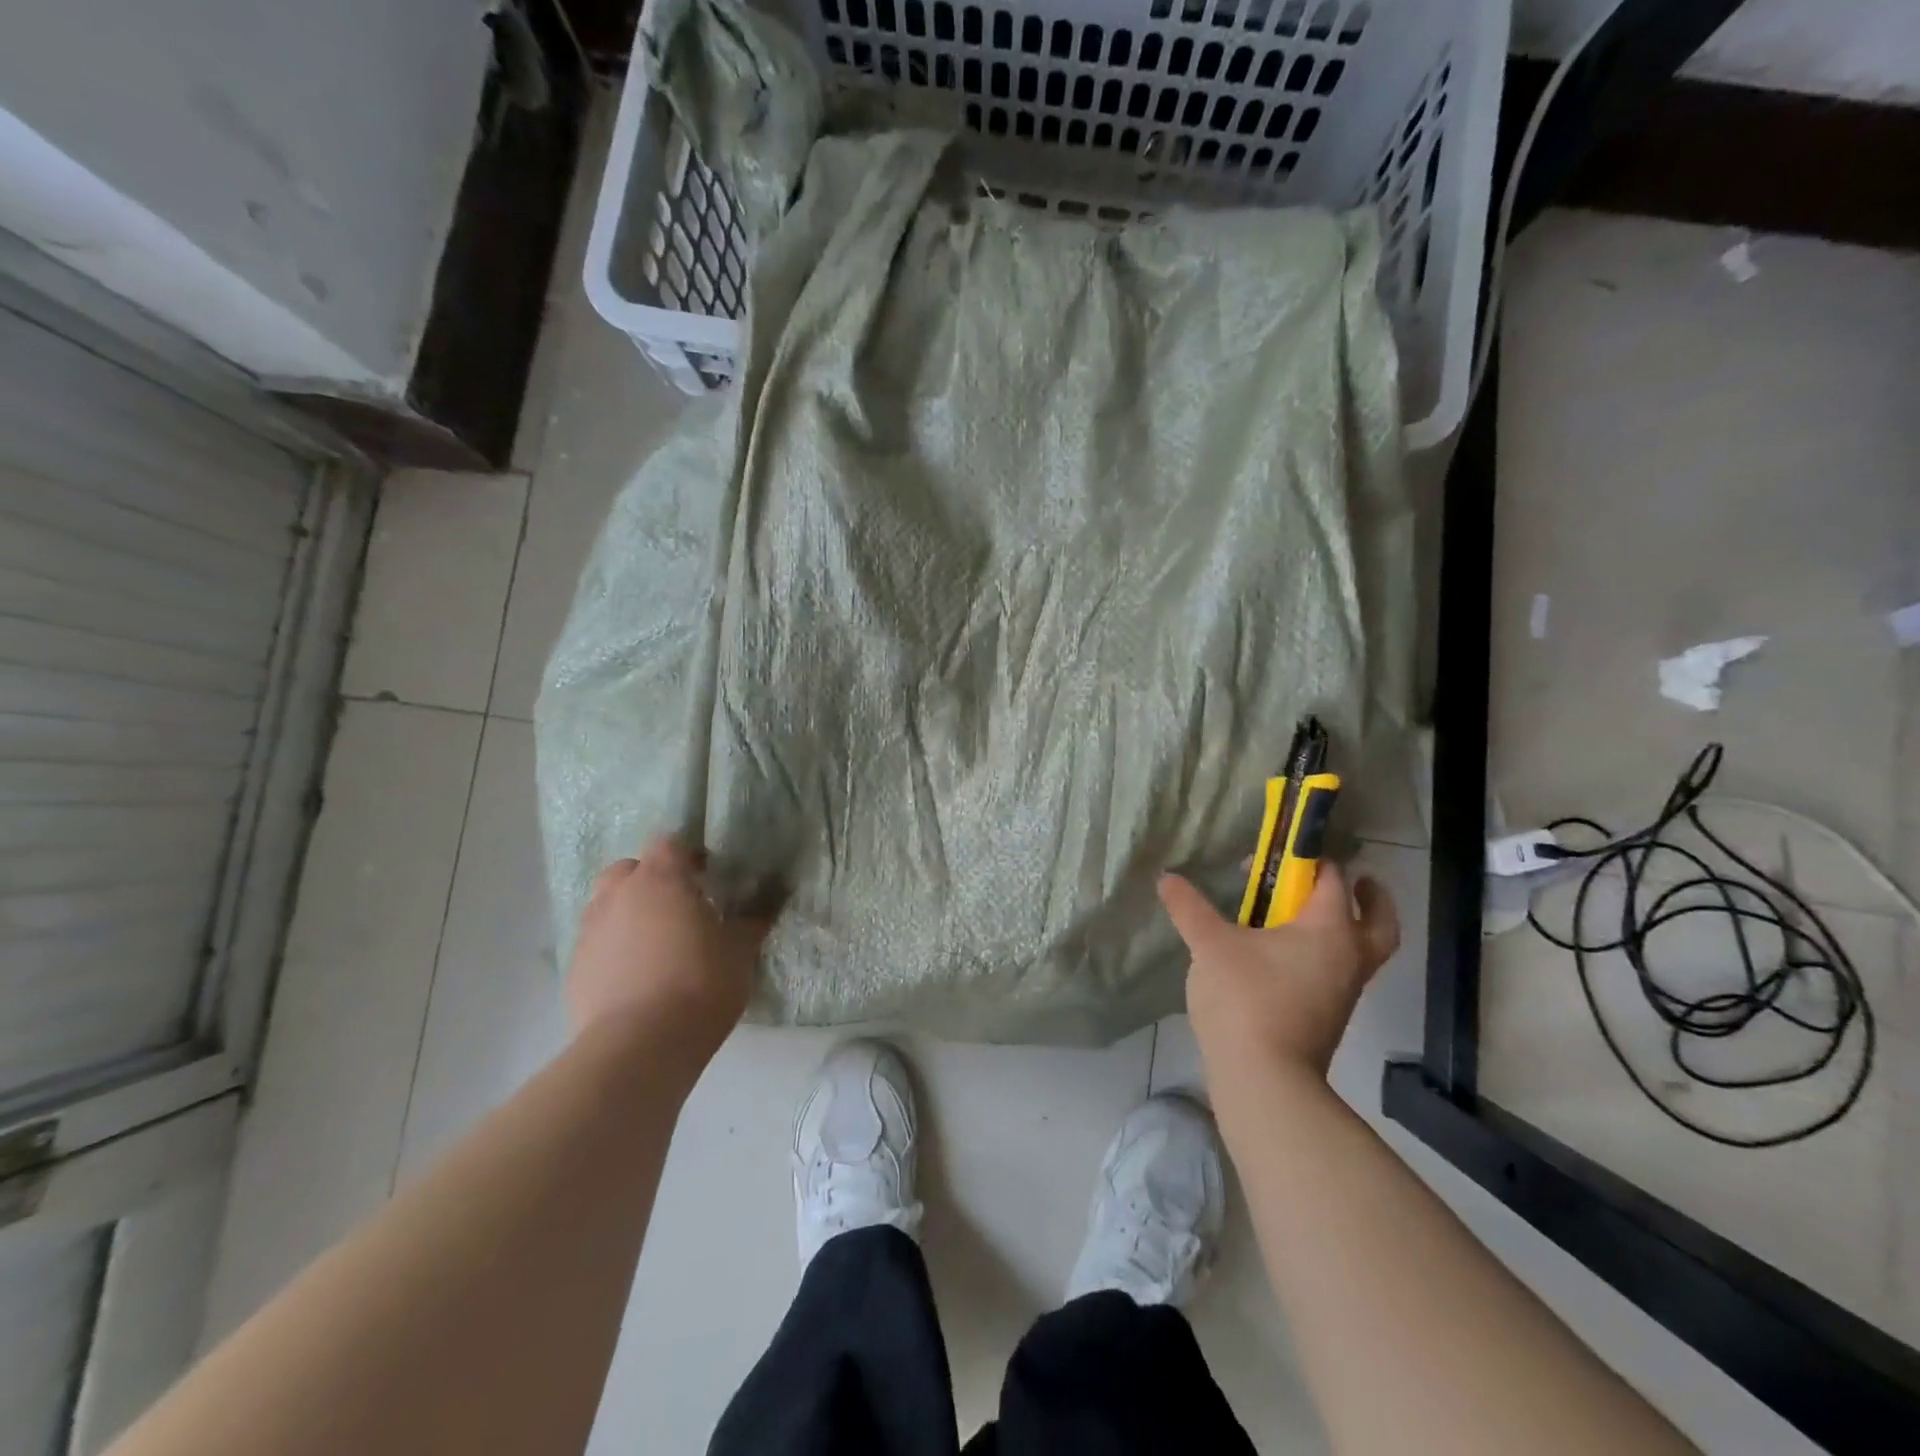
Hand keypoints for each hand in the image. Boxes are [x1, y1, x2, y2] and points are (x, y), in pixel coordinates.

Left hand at [566, 838, 771, 1063]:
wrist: (639, 1046)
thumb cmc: (700, 985)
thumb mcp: (740, 952)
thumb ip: (752, 922)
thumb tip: (769, 903)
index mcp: (661, 879)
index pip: (669, 844)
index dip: (688, 857)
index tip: (707, 880)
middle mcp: (619, 895)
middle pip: (630, 870)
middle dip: (651, 881)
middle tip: (679, 909)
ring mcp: (590, 931)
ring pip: (607, 905)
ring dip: (629, 914)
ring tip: (655, 944)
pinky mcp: (575, 968)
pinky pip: (597, 944)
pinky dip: (613, 949)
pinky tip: (635, 977)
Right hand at [1159, 865, 1398, 1081]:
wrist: (1265, 1079)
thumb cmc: (1245, 999)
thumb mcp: (1209, 945)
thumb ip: (1189, 908)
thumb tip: (1166, 878)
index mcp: (1329, 929)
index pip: (1332, 879)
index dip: (1306, 860)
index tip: (1274, 857)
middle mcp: (1349, 956)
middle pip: (1379, 920)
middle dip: (1369, 897)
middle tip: (1353, 882)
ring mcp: (1345, 990)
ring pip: (1364, 950)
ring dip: (1349, 928)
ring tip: (1308, 917)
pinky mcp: (1331, 1015)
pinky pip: (1342, 972)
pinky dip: (1328, 955)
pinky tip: (1289, 955)